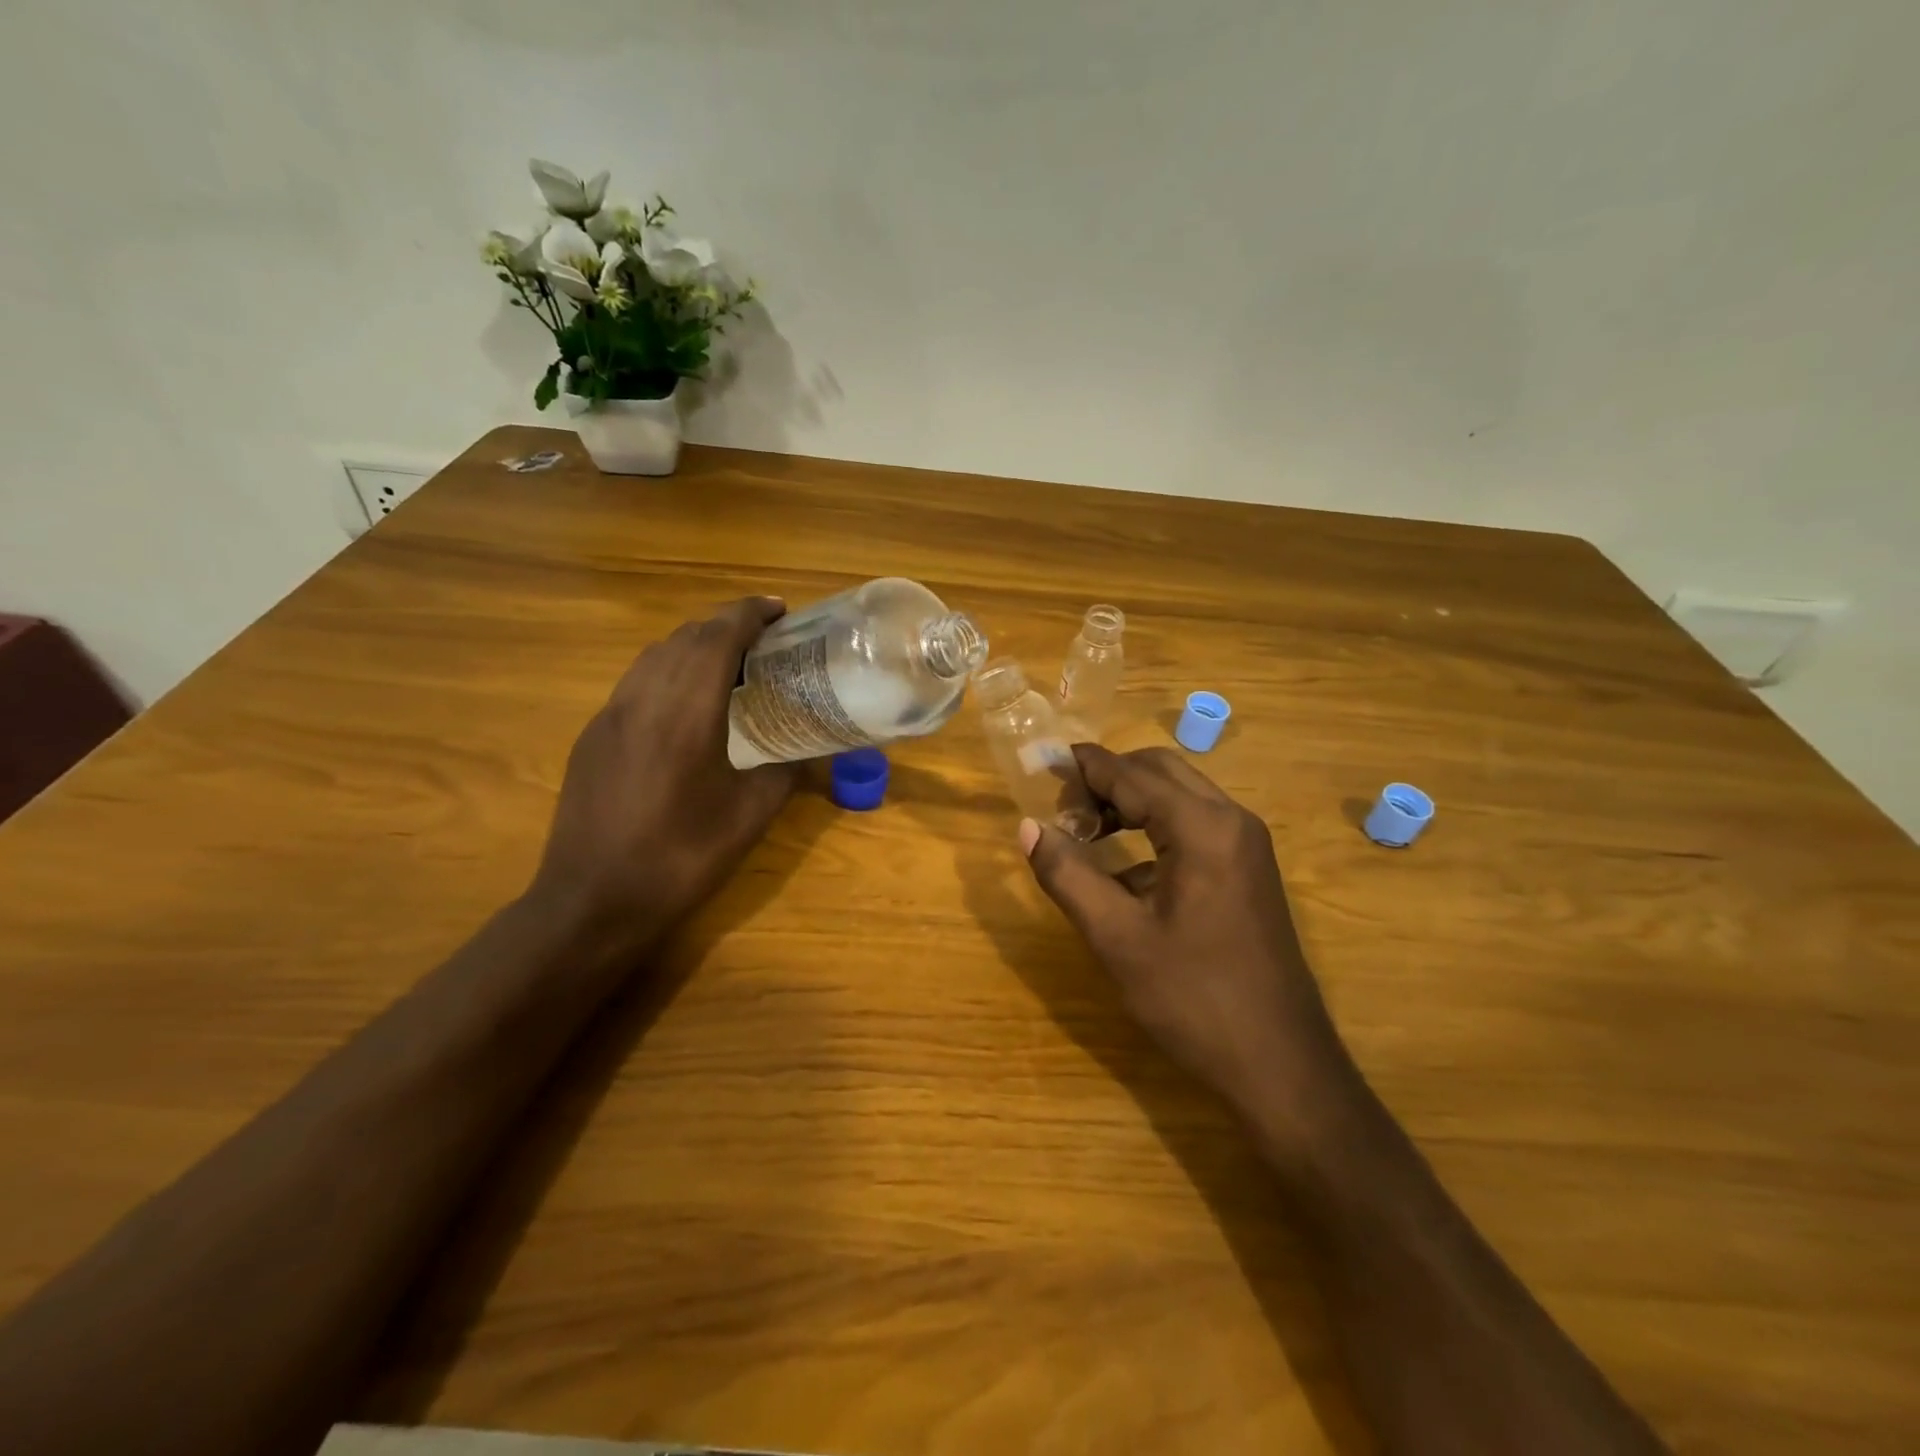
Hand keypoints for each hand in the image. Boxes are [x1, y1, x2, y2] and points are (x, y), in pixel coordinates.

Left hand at [528, 597, 799, 953]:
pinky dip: (669, 669)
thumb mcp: (750, 818)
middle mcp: (643, 699)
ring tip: (728, 659)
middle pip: (685, 636)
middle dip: (725, 623)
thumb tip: (808, 756)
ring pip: (655, 655)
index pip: (718, 638)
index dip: (749, 614)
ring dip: (694, 643)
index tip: (779, 609)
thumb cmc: (681, 858)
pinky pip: (636, 681)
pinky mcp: (592, 735)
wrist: (593, 900)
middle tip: (764, 635)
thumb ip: (783, 775)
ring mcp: (610, 715)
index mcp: (686, 713)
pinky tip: (685, 699)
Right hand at [1020, 744, 1358, 1141]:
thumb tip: (1028, 828)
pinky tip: (1125, 868)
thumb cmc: (1193, 998)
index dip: (1084, 767)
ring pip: (1180, 796)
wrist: (1280, 1064)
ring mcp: (1246, 846)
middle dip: (1109, 778)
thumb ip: (1068, 875)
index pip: (1131, 775)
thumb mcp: (1116, 937)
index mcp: (1202, 828)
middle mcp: (1231, 821)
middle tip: (1063, 806)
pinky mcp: (1249, 870)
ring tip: (1086, 830)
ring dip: (1132, 800)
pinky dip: (1156, 826)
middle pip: (1160, 771)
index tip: (1041, 762)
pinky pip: (1196, 825)